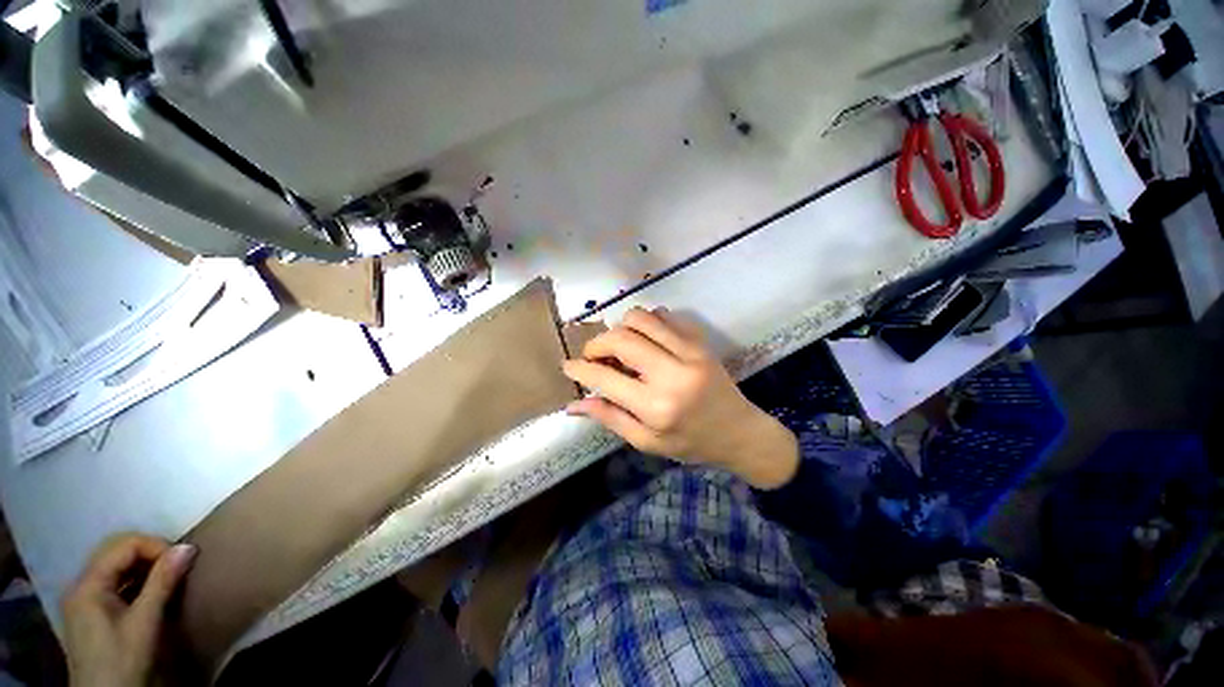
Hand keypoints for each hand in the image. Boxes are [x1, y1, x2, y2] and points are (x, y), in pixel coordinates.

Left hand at [63, 534, 196, 686]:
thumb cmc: (123, 660)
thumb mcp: (145, 623)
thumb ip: (162, 583)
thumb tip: (188, 547)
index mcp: (88, 584)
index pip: (123, 545)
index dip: (155, 546)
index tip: (182, 561)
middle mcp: (80, 584)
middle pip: (115, 551)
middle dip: (149, 553)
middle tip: (176, 566)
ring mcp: (82, 600)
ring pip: (114, 567)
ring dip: (143, 567)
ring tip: (167, 578)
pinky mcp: (90, 612)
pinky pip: (112, 583)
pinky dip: (134, 581)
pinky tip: (149, 594)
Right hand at [562, 307, 798, 488]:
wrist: (739, 432)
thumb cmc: (691, 443)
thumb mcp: (647, 442)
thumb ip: (610, 418)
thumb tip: (575, 403)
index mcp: (657, 407)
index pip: (606, 377)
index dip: (581, 368)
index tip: (568, 365)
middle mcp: (672, 373)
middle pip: (622, 338)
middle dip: (598, 343)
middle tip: (594, 355)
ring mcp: (690, 352)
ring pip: (641, 318)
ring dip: (621, 327)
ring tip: (620, 345)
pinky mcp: (700, 341)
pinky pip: (665, 316)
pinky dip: (647, 322)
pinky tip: (647, 340)